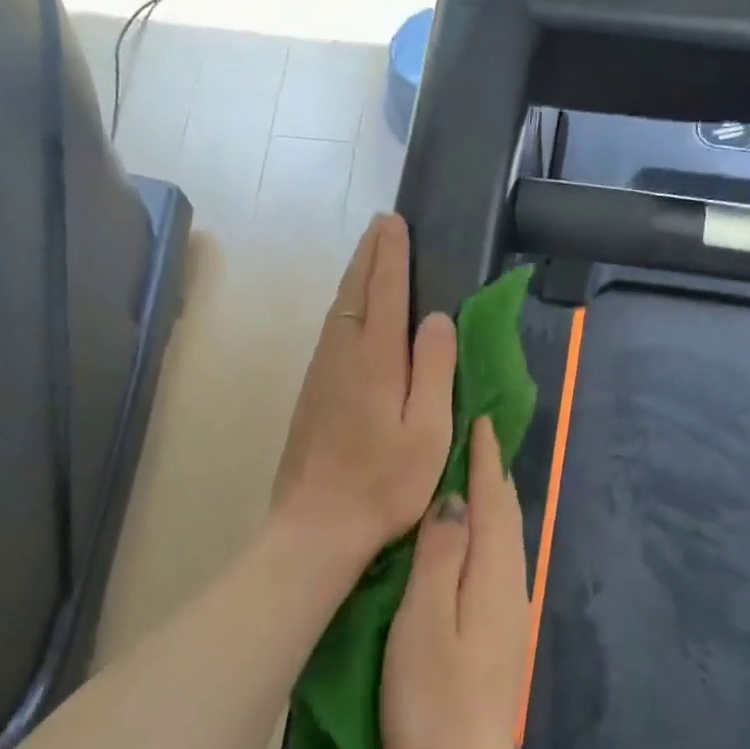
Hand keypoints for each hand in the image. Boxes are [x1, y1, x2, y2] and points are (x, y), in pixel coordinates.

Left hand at [271, 215, 456, 569]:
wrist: (316, 525)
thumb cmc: (384, 484)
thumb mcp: (428, 430)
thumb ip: (435, 369)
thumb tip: (438, 318)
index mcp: (376, 360)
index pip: (386, 290)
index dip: (392, 254)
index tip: (395, 222)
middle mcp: (342, 355)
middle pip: (355, 291)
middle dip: (369, 255)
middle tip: (382, 226)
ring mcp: (321, 374)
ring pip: (339, 310)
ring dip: (355, 277)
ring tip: (369, 257)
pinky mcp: (311, 394)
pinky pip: (331, 333)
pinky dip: (345, 307)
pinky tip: (351, 313)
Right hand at [382, 416, 534, 748]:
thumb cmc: (431, 702)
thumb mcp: (424, 621)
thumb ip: (440, 556)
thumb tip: (453, 499)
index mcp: (492, 577)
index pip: (491, 501)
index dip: (484, 459)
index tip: (479, 418)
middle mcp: (510, 588)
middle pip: (505, 517)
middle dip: (492, 474)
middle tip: (473, 435)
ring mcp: (508, 616)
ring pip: (502, 541)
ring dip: (490, 503)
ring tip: (468, 475)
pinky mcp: (498, 638)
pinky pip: (494, 565)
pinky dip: (484, 536)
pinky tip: (466, 542)